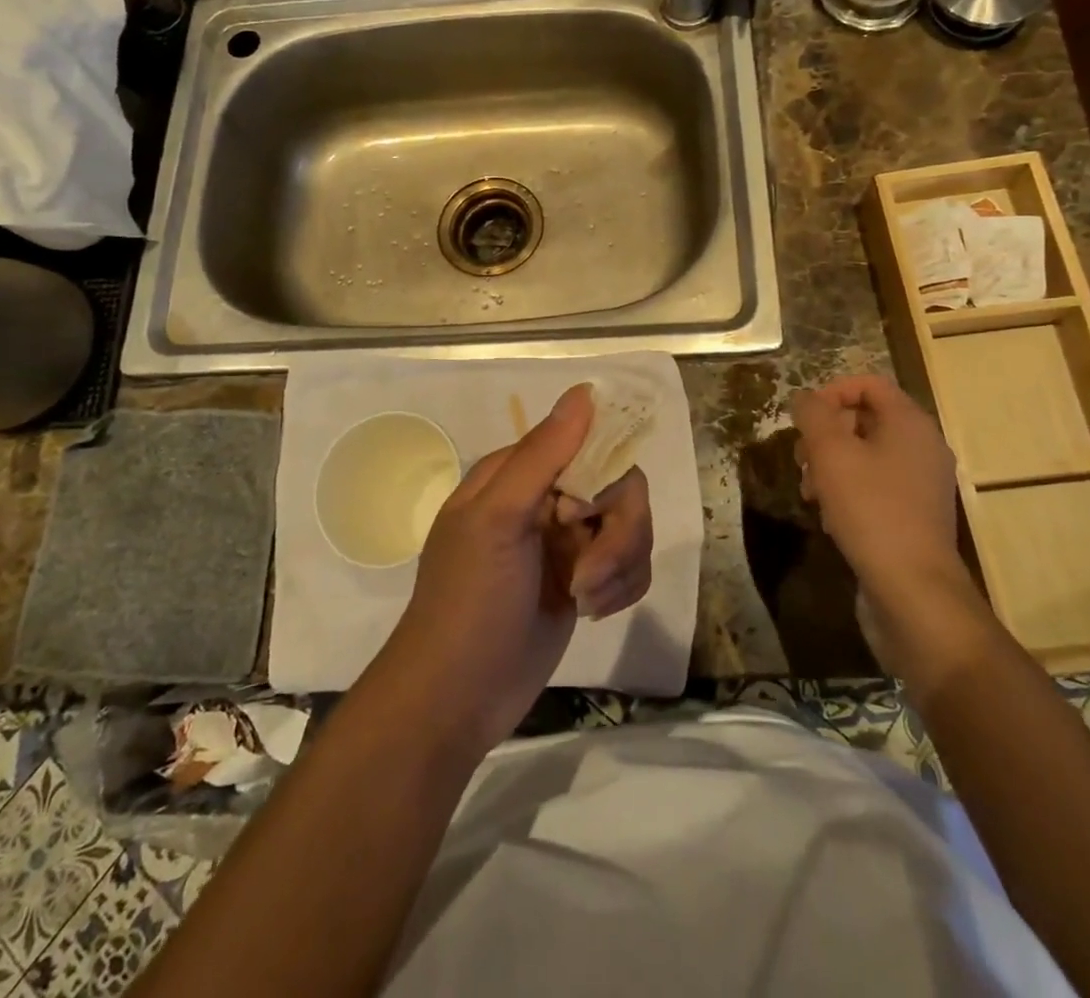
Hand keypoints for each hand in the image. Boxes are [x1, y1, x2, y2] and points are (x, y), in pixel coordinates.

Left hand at [386, 385, 653, 753]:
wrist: (458, 698)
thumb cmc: (469, 600)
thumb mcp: (497, 519)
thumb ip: (543, 454)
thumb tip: (586, 391)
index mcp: (519, 473)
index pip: (588, 443)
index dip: (601, 475)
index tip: (584, 515)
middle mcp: (547, 500)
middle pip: (620, 487)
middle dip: (617, 534)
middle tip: (588, 576)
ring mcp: (568, 542)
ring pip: (632, 527)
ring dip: (619, 567)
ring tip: (585, 601)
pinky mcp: (585, 581)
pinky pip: (631, 565)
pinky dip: (622, 588)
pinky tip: (592, 612)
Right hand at [791, 375, 963, 595]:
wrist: (914, 589)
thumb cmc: (871, 510)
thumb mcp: (831, 453)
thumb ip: (813, 415)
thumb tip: (805, 399)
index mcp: (910, 423)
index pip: (869, 384)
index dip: (831, 392)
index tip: (803, 418)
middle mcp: (922, 446)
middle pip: (865, 420)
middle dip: (825, 435)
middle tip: (801, 460)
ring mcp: (921, 483)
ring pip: (865, 455)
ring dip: (831, 466)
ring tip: (810, 493)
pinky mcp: (914, 514)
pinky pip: (875, 486)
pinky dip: (848, 492)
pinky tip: (830, 518)